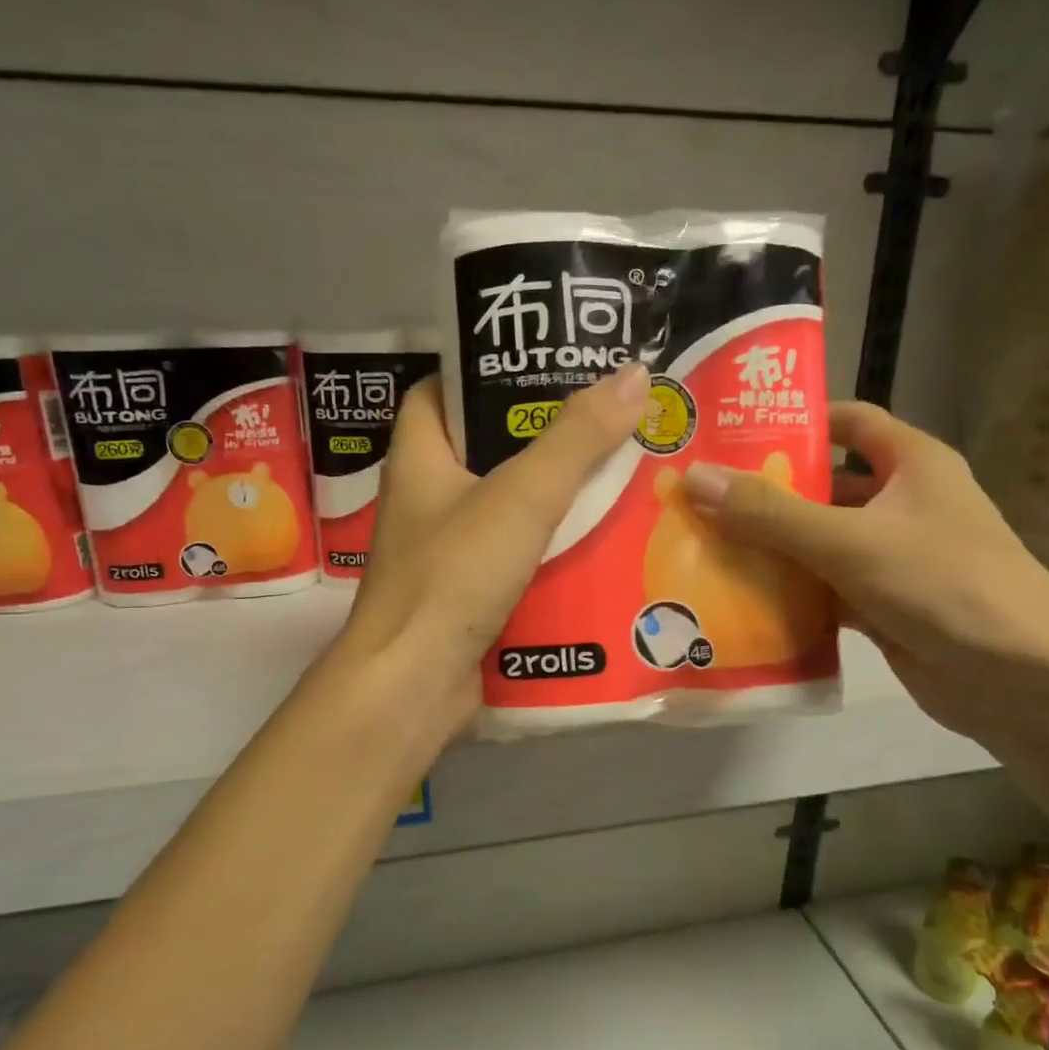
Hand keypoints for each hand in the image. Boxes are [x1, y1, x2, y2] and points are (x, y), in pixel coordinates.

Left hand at [338, 364, 653, 741]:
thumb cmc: (454, 574)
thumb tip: (635, 373)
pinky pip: (518, 556)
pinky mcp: (470, 595)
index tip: (543, 364)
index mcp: (419, 459)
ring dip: (557, 496)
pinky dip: (553, 547)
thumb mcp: (521, 496)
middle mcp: (427, 500)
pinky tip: (603, 541)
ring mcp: (447, 552)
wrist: (414, 685)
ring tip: (622, 472)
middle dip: (542, 437)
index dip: (484, 372)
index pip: (440, 393)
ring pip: (508, 508)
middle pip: (486, 451)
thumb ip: (577, 439)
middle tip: (607, 418)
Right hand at [681, 402, 1048, 743]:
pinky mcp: (879, 604)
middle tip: (696, 494)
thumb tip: (694, 477)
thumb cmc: (945, 585)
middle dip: (765, 492)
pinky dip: (785, 591)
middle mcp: (900, 503)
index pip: (848, 421)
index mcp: (911, 464)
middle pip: (822, 485)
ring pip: (816, 541)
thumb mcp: (851, 541)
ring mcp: (889, 557)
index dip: (795, 421)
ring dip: (768, 545)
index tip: (732, 430)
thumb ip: (771, 513)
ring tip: (700, 543)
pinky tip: (735, 596)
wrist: (1022, 681)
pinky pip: (821, 587)